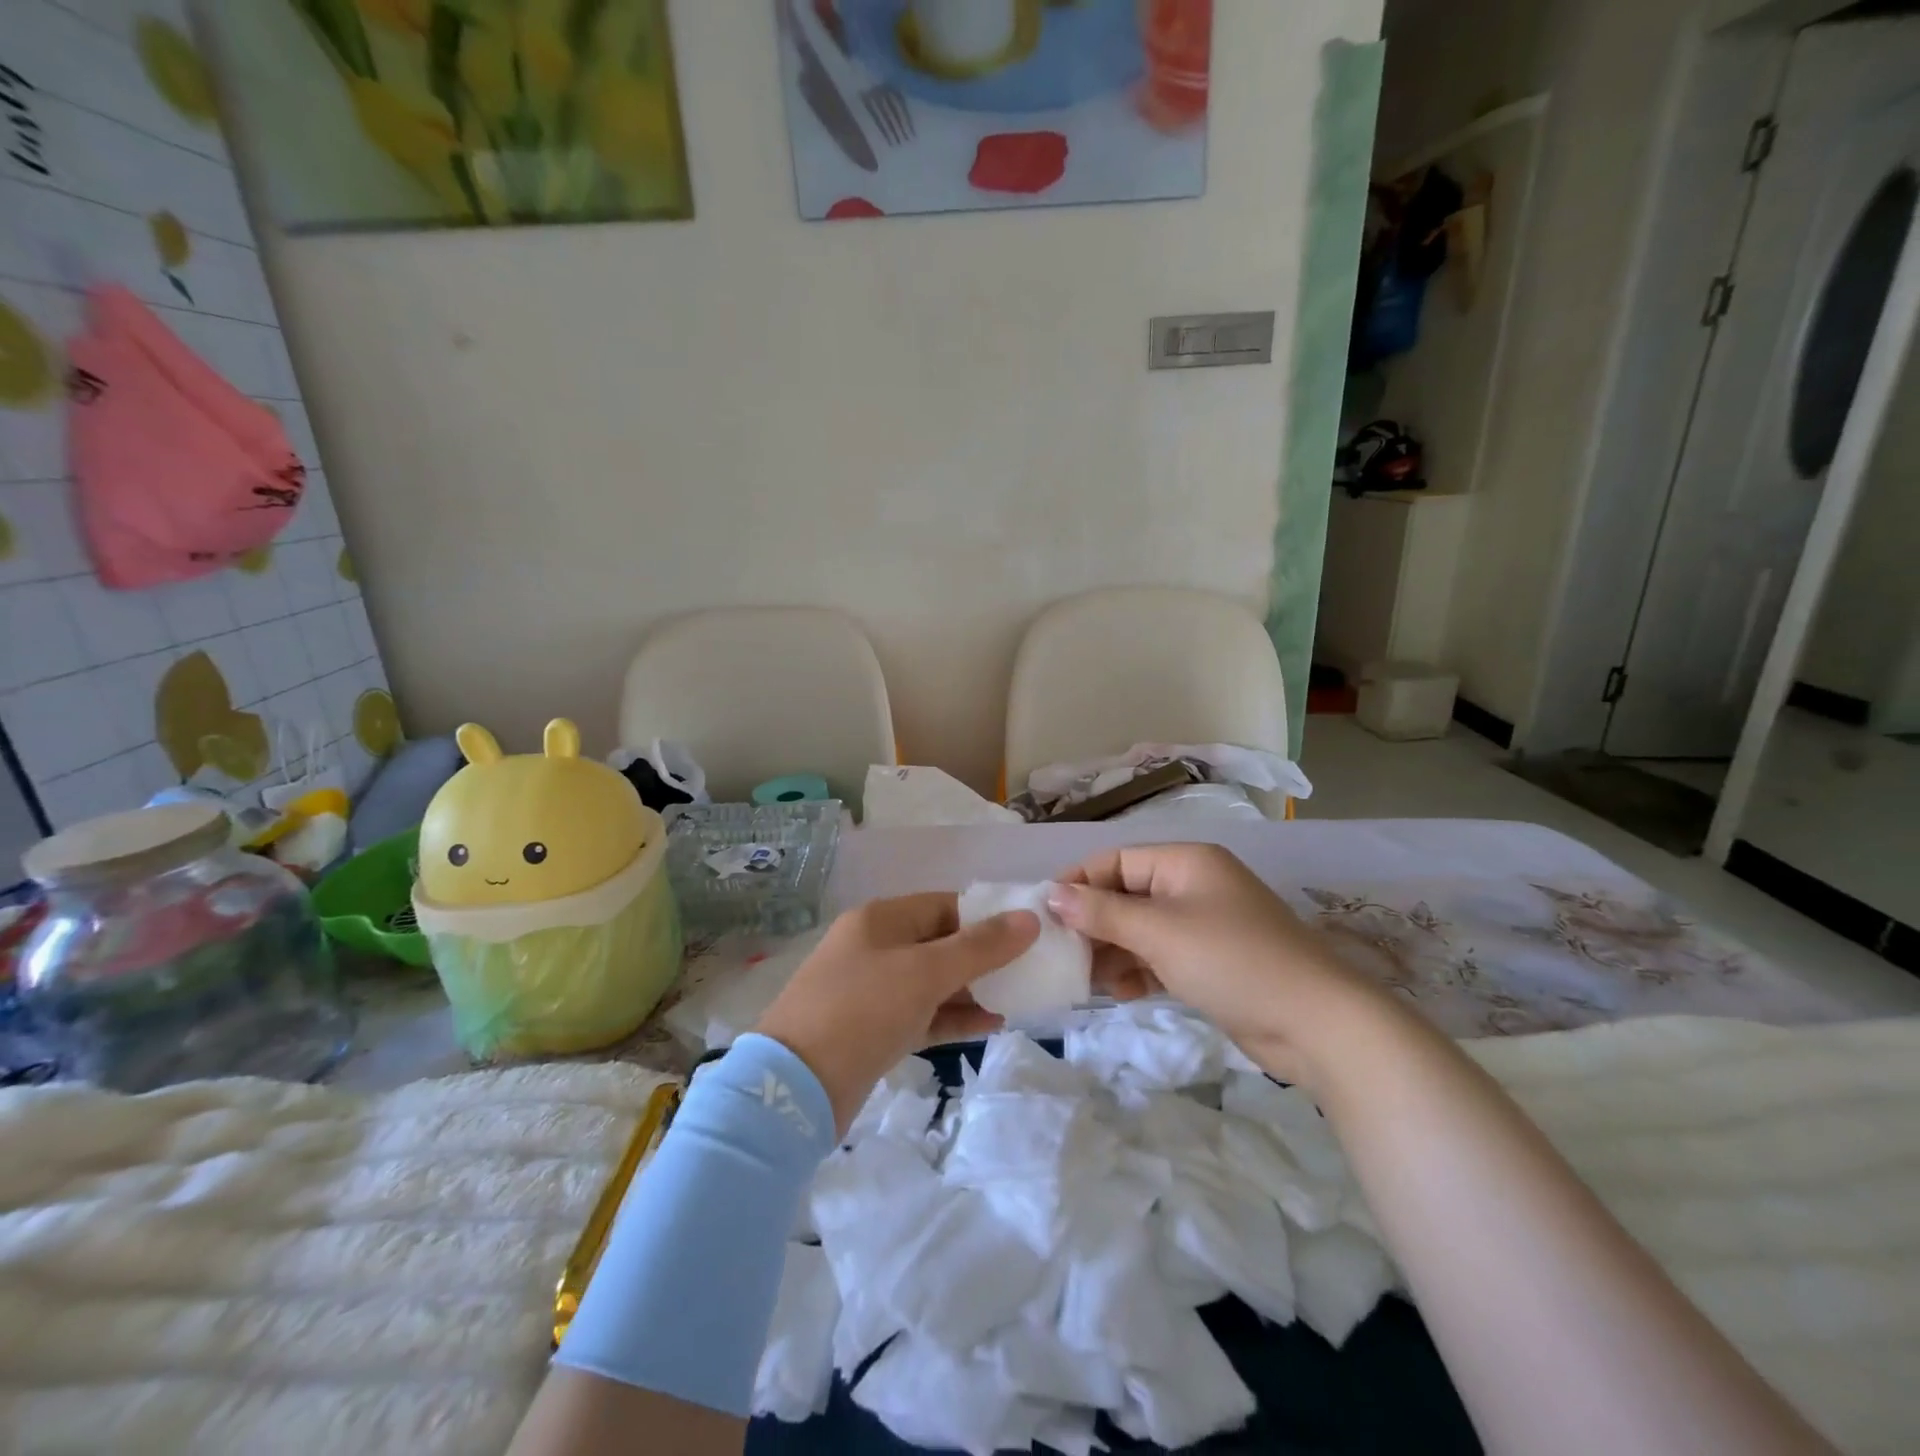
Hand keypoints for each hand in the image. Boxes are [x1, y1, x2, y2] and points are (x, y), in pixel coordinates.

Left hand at [755, 894, 1040, 1135]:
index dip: (985, 916)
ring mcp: (870, 991)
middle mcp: (874, 947)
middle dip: (983, 956)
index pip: (943, 905)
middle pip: (939, 943)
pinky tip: (991, 1025)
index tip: (1026, 932)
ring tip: (1018, 999)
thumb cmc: (863, 1010)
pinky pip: (922, 1014)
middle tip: (1028, 970)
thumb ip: (981, 946)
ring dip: (972, 989)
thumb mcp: (926, 972)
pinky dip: (953, 1017)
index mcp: (880, 920)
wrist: (795, 1089)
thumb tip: (1029, 918)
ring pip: (932, 981)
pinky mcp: (872, 1030)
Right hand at [1049, 843, 1391, 1084]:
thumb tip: (1052, 894)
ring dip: (1111, 951)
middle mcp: (1192, 886)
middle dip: (1093, 923)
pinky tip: (1118, 993)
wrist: (1315, 1023)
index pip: (1116, 861)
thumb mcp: (1159, 932)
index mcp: (1185, 862)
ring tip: (1084, 979)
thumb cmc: (1231, 960)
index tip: (1044, 913)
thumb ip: (1103, 912)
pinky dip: (1137, 970)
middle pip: (1126, 895)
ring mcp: (1203, 925)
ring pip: (1140, 929)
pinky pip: (1160, 957)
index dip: (1078, 883)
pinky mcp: (1210, 962)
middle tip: (1060, 952)